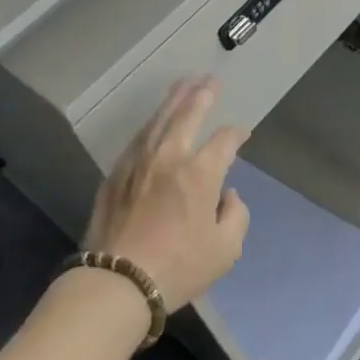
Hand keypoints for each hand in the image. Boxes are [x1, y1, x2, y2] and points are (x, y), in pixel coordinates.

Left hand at [83, 77, 249, 307]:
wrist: (117, 280)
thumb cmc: (178, 267)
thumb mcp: (225, 250)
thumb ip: (236, 215)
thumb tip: (228, 194)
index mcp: (200, 172)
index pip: (224, 140)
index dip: (237, 133)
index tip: (243, 133)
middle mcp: (170, 155)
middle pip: (188, 113)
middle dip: (203, 93)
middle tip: (210, 79)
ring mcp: (139, 161)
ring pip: (160, 118)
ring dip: (174, 98)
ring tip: (184, 83)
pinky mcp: (116, 172)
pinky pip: (139, 137)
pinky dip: (152, 123)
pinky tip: (156, 120)